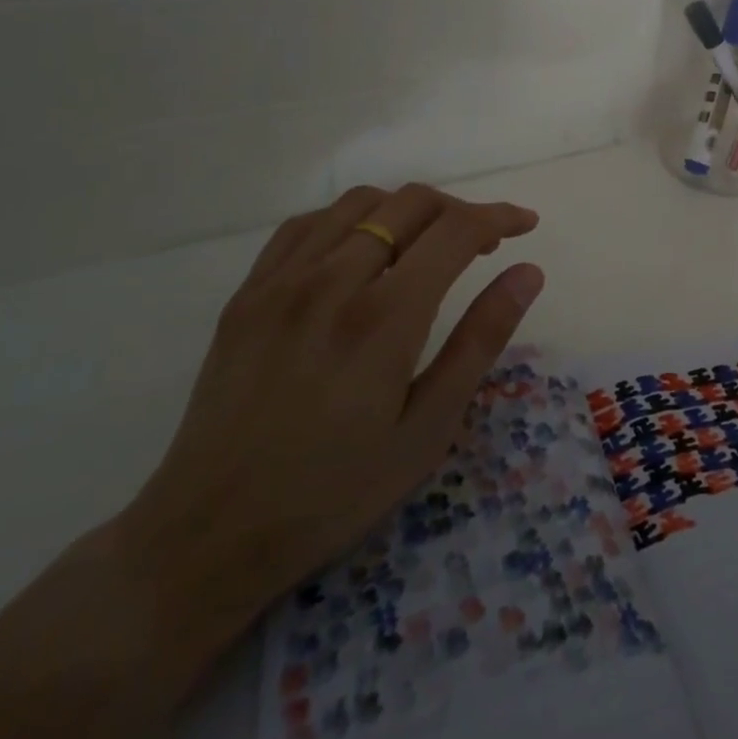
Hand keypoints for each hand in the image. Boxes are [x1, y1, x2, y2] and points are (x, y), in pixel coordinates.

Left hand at [114, 182, 543, 640]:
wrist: (208, 536)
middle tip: (483, 243)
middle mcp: (332, 280)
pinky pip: (307, 224)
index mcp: (384, 317)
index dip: (499, 216)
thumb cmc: (334, 492)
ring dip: (407, 210)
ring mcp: (282, 281)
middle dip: (460, 210)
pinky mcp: (248, 293)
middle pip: (411, 203)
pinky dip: (350, 219)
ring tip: (425, 246)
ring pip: (360, 202)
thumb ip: (481, 340)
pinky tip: (360, 250)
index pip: (456, 230)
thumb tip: (529, 272)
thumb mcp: (427, 429)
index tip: (525, 224)